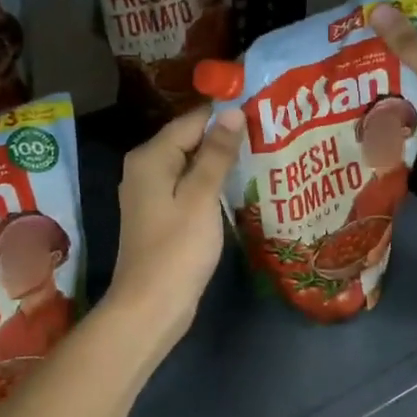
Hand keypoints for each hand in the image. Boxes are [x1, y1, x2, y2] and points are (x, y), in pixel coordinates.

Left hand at [107, 103, 244, 346]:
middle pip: (190, 140)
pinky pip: (189, 187)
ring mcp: (152, 193)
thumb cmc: (177, 249)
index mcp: (151, 157)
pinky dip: (211, 184)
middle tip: (270, 133)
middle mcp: (146, 168)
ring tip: (263, 154)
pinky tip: (240, 185)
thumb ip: (216, 154)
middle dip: (226, 137)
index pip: (193, 120)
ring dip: (221, 161)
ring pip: (191, 165)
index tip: (264, 111)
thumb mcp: (201, 197)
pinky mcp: (162, 215)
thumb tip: (232, 113)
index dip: (226, 114)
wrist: (151, 306)